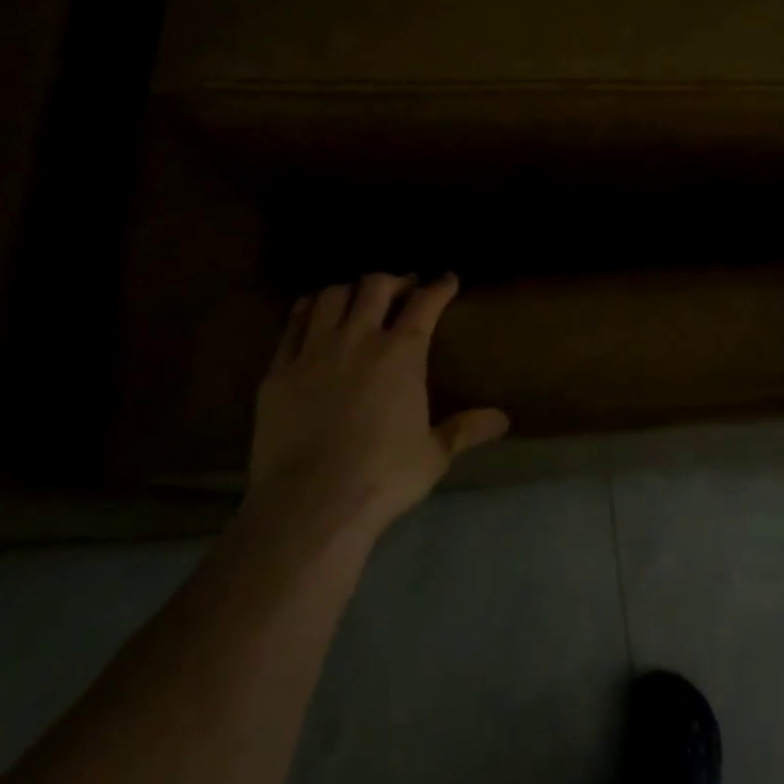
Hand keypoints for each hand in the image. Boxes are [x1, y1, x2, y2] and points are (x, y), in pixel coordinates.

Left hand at [250, 273, 508, 533]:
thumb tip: (503, 419)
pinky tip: (312, 312)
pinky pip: (293, 324)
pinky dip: (307, 310)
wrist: (311, 503)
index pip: (425, 303)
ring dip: (349, 290)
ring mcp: (314, 351)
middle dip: (393, 281)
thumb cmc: (383, 477)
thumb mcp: (434, 455)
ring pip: (331, 296)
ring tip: (357, 299)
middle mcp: (358, 339)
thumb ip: (466, 429)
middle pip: (375, 286)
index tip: (447, 279)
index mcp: (402, 353)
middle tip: (403, 288)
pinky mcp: (279, 370)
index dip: (439, 287)